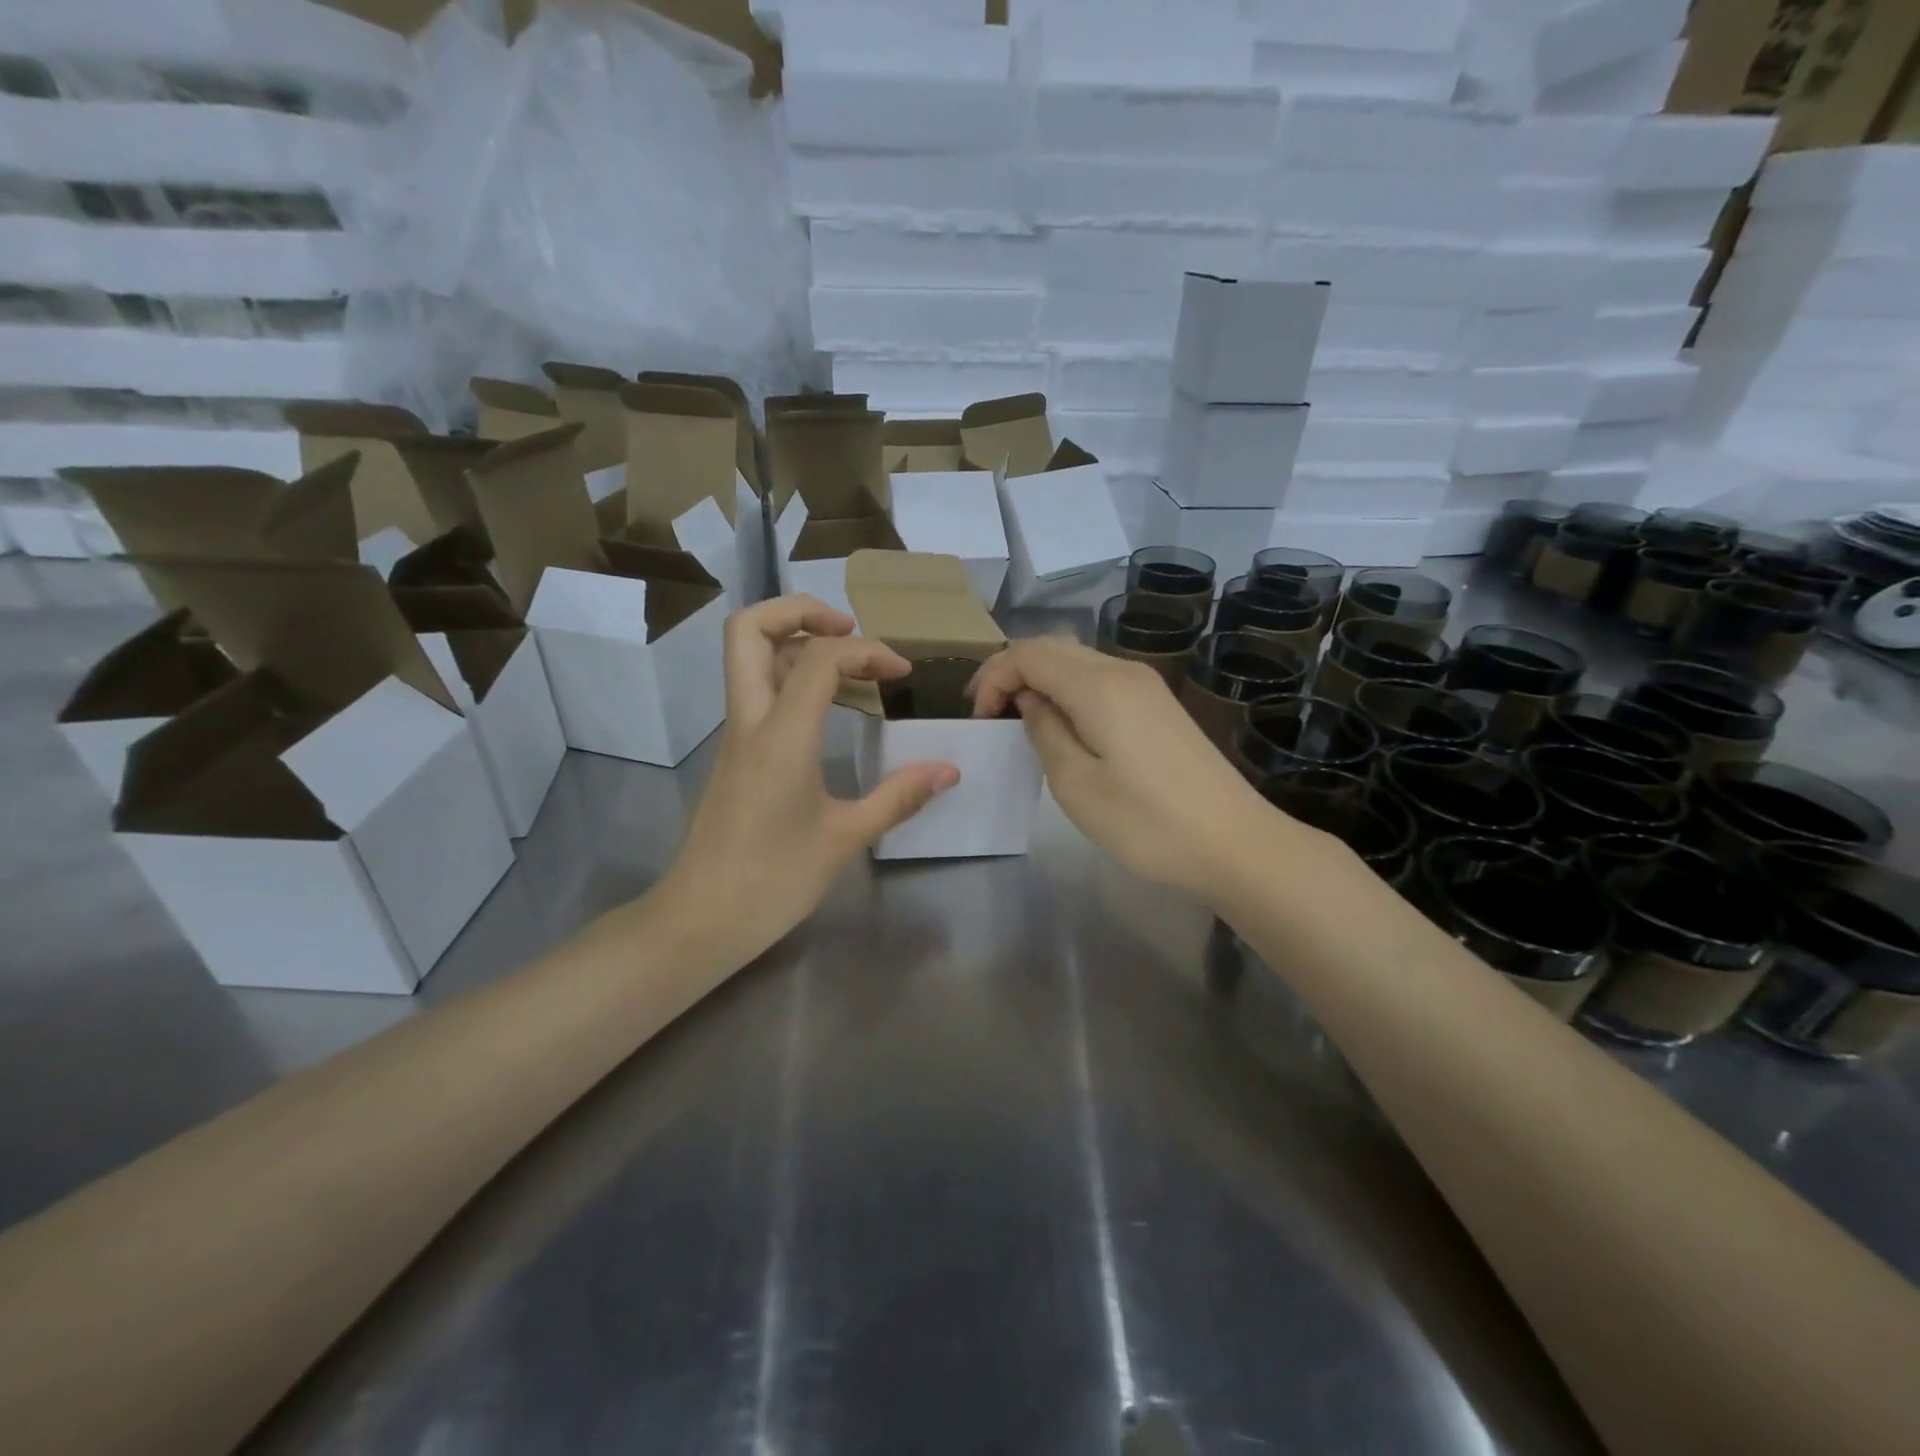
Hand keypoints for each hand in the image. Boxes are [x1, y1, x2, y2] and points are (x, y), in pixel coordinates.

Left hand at [660, 596, 958, 963]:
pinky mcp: (735, 753)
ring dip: (796, 642)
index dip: (867, 650)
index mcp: (780, 736)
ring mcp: (735, 735)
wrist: (700, 920)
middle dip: (800, 611)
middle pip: (748, 628)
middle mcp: (749, 721)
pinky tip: (830, 708)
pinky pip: (757, 690)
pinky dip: (791, 676)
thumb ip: (898, 797)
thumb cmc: (772, 881)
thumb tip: (949, 770)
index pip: (818, 658)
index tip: (901, 674)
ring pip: (748, 656)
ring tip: (850, 668)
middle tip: (849, 632)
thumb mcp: (844, 839)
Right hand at [971, 636, 1284, 895]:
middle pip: (1053, 647)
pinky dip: (1068, 689)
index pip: (1028, 653)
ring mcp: (1146, 685)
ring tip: (1017, 717)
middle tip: (988, 712)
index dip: (993, 676)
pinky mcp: (1159, 704)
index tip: (978, 717)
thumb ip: (1044, 731)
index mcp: (1098, 685)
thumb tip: (1030, 700)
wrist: (1234, 842)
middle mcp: (1122, 670)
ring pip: (1077, 660)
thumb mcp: (1076, 784)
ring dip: (1040, 678)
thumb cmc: (1146, 822)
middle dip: (1012, 670)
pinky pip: (1100, 678)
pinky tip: (1062, 723)